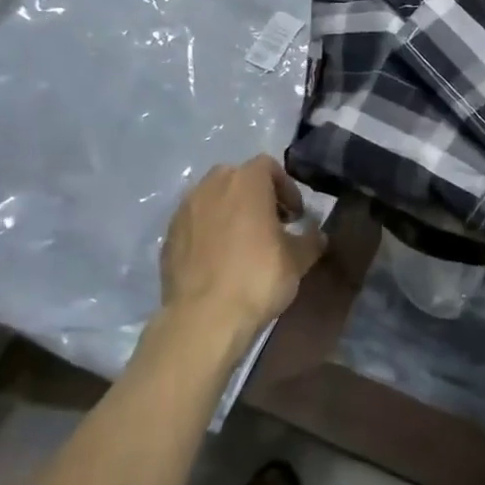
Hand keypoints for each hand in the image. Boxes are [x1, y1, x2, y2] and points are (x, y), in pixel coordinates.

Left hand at [160, 157, 327, 338]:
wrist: (204, 318)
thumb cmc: (258, 278)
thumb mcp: (298, 260)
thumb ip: (311, 239)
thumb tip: (317, 234)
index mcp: (246, 182)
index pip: (268, 166)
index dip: (286, 188)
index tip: (295, 216)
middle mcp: (211, 186)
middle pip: (237, 178)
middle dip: (255, 195)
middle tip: (270, 224)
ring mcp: (184, 210)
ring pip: (212, 199)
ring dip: (229, 212)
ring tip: (243, 243)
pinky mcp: (168, 236)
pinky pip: (194, 223)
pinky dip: (208, 232)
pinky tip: (219, 260)